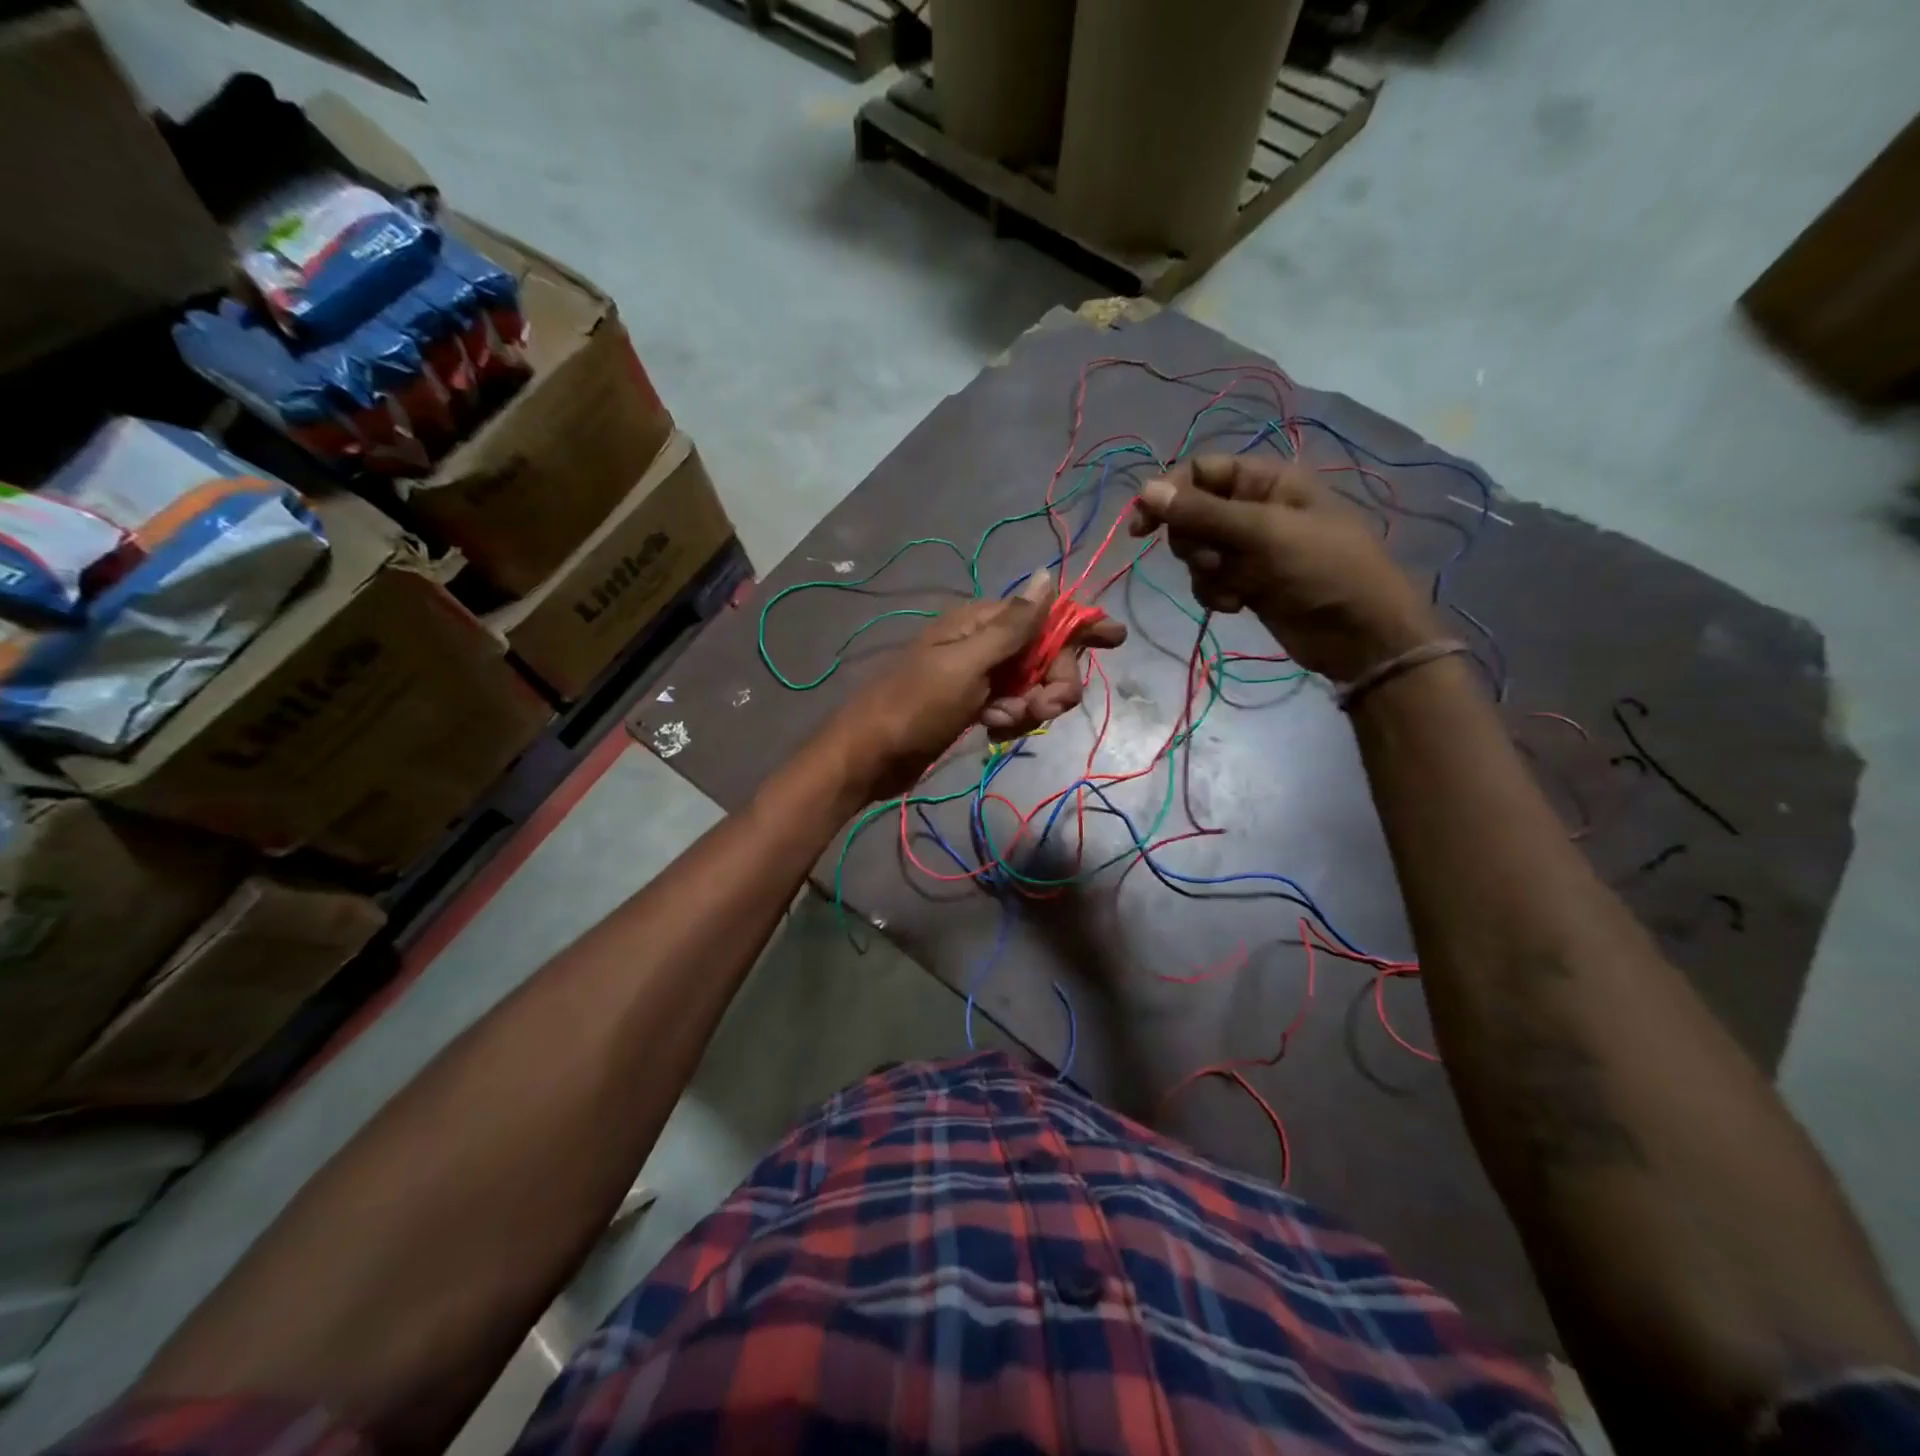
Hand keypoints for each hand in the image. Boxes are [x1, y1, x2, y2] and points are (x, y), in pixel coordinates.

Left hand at [830, 570, 1126, 799]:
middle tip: (1043, 709)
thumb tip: (1047, 575)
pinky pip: (1013, 707)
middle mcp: (984, 644)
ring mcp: (979, 677)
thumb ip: (1012, 625)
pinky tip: (993, 731)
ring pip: (1033, 685)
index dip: (1079, 625)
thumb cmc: (916, 705)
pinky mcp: (975, 706)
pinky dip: (1011, 720)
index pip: (1044, 614)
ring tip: (1004, 723)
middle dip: (1054, 682)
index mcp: (980, 622)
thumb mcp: (966, 664)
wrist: (870, 756)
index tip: (1115, 639)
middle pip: (1046, 654)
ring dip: (1031, 707)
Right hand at [1129, 455, 1436, 681]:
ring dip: (1207, 573)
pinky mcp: (1247, 582)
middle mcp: (1254, 508)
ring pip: (1197, 553)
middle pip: (1192, 514)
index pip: (1200, 472)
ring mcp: (1250, 548)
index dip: (1168, 494)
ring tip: (1237, 587)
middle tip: (1214, 560)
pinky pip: (1210, 581)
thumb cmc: (1322, 569)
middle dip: (1194, 543)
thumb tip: (1144, 490)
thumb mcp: (1262, 533)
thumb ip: (1202, 513)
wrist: (1360, 634)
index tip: (1142, 527)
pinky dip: (1217, 593)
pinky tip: (1239, 605)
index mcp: (1266, 480)